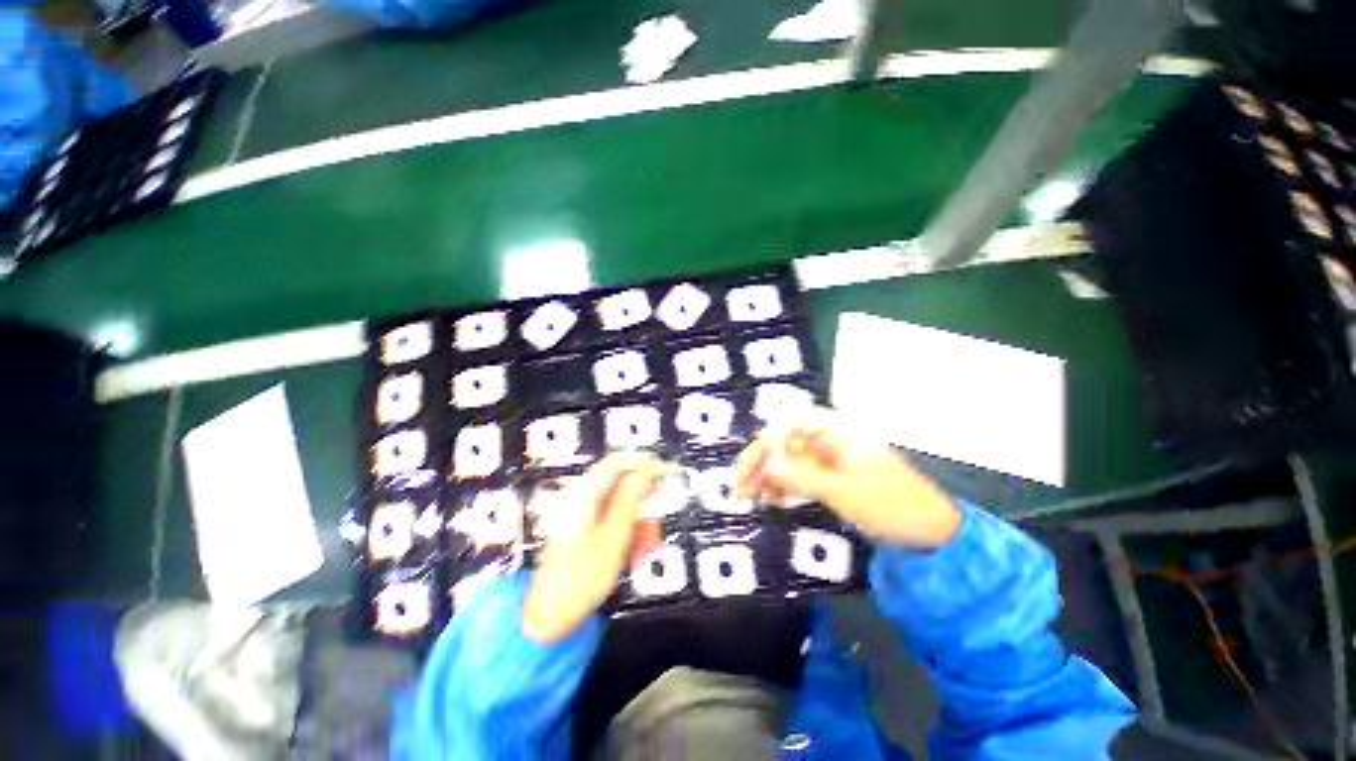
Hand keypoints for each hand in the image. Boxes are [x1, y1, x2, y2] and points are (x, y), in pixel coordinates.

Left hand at [522, 453, 670, 643]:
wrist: (550, 616)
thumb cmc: (582, 578)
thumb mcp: (613, 537)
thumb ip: (630, 500)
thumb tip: (646, 472)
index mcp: (583, 495)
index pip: (616, 463)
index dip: (642, 463)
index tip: (663, 471)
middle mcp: (579, 498)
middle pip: (618, 483)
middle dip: (643, 497)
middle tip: (660, 508)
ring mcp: (579, 514)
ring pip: (618, 503)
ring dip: (638, 518)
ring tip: (648, 542)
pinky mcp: (582, 529)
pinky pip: (611, 519)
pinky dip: (627, 529)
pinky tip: (635, 549)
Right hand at [735, 408, 960, 549]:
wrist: (932, 534)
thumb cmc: (891, 505)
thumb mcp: (843, 491)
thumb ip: (799, 476)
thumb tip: (762, 465)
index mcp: (837, 430)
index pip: (789, 423)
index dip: (766, 442)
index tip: (751, 468)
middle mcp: (829, 438)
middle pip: (785, 441)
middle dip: (761, 461)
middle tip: (741, 488)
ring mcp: (830, 458)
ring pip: (788, 459)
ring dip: (768, 475)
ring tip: (750, 498)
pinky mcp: (831, 477)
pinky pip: (799, 475)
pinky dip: (783, 485)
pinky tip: (771, 499)